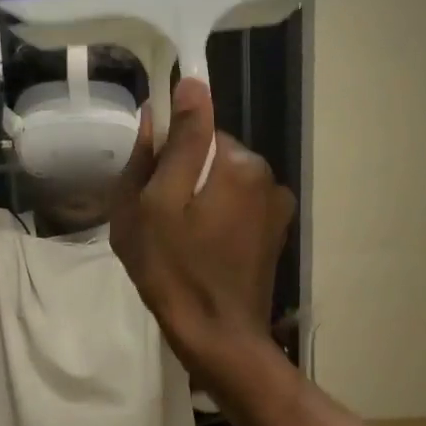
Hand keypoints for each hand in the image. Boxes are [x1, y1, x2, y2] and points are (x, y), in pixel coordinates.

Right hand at [110, 78, 294, 382]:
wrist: (219, 339)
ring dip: (199, 205)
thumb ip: (175, 143)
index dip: (166, 159)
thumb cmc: (175, 273)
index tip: (149, 193)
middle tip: (158, 226)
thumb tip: (188, 87)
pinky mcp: (274, 237)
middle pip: (211, 159)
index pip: (196, 132)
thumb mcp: (155, 205)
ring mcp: (276, 209)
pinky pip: (237, 212)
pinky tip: (202, 256)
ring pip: (223, 187)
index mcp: (240, 162)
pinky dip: (217, 225)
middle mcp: (267, 176)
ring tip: (179, 246)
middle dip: (183, 182)